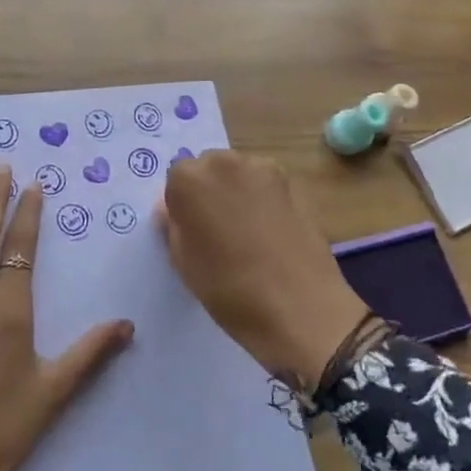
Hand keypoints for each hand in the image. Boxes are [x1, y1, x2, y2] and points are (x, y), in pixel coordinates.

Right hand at [157, 150, 367, 388]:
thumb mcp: (183, 263)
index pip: (176, 179)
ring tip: (248, 233)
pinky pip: (266, 185)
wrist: (300, 308)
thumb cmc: (229, 289)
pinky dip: (264, 200)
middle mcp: (226, 162)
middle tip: (218, 231)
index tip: (192, 232)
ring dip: (237, 192)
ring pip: (239, 174)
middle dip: (209, 191)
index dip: (182, 205)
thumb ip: (173, 226)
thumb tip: (171, 208)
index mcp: (190, 178)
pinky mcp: (295, 183)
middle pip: (209, 168)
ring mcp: (265, 169)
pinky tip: (271, 233)